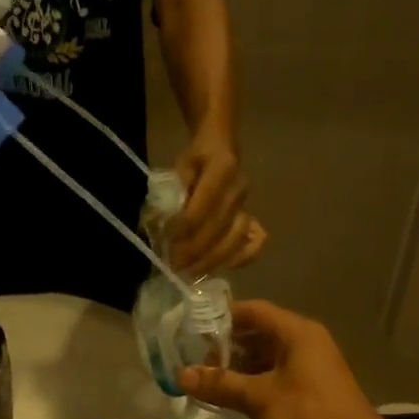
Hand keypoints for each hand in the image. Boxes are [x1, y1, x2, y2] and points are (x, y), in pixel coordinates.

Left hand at [171, 134, 262, 274]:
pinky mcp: (252, 217)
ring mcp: (248, 205)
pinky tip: (223, 267)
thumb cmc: (196, 159)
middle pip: (219, 227)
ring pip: (235, 239)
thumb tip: (164, 219)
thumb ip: (173, 190)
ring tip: (191, 271)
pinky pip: (254, 243)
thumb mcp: (179, 165)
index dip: (185, 227)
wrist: (221, 147)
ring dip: (212, 259)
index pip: (204, 205)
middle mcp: (240, 188)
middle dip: (195, 250)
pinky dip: (241, 258)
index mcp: (223, 168)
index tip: (168, 242)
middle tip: (175, 264)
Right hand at [177, 300, 402, 418]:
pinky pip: (276, 380)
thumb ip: (220, 384)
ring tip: (207, 385)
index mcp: (297, 334)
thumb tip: (181, 374)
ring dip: (239, 370)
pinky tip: (232, 402)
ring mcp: (311, 369)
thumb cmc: (309, 418)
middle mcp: (305, 344)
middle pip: (259, 334)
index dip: (222, 318)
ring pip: (267, 360)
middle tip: (195, 364)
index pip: (253, 311)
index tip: (192, 332)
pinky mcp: (312, 393)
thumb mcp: (259, 399)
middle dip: (227, 348)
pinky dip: (254, 386)